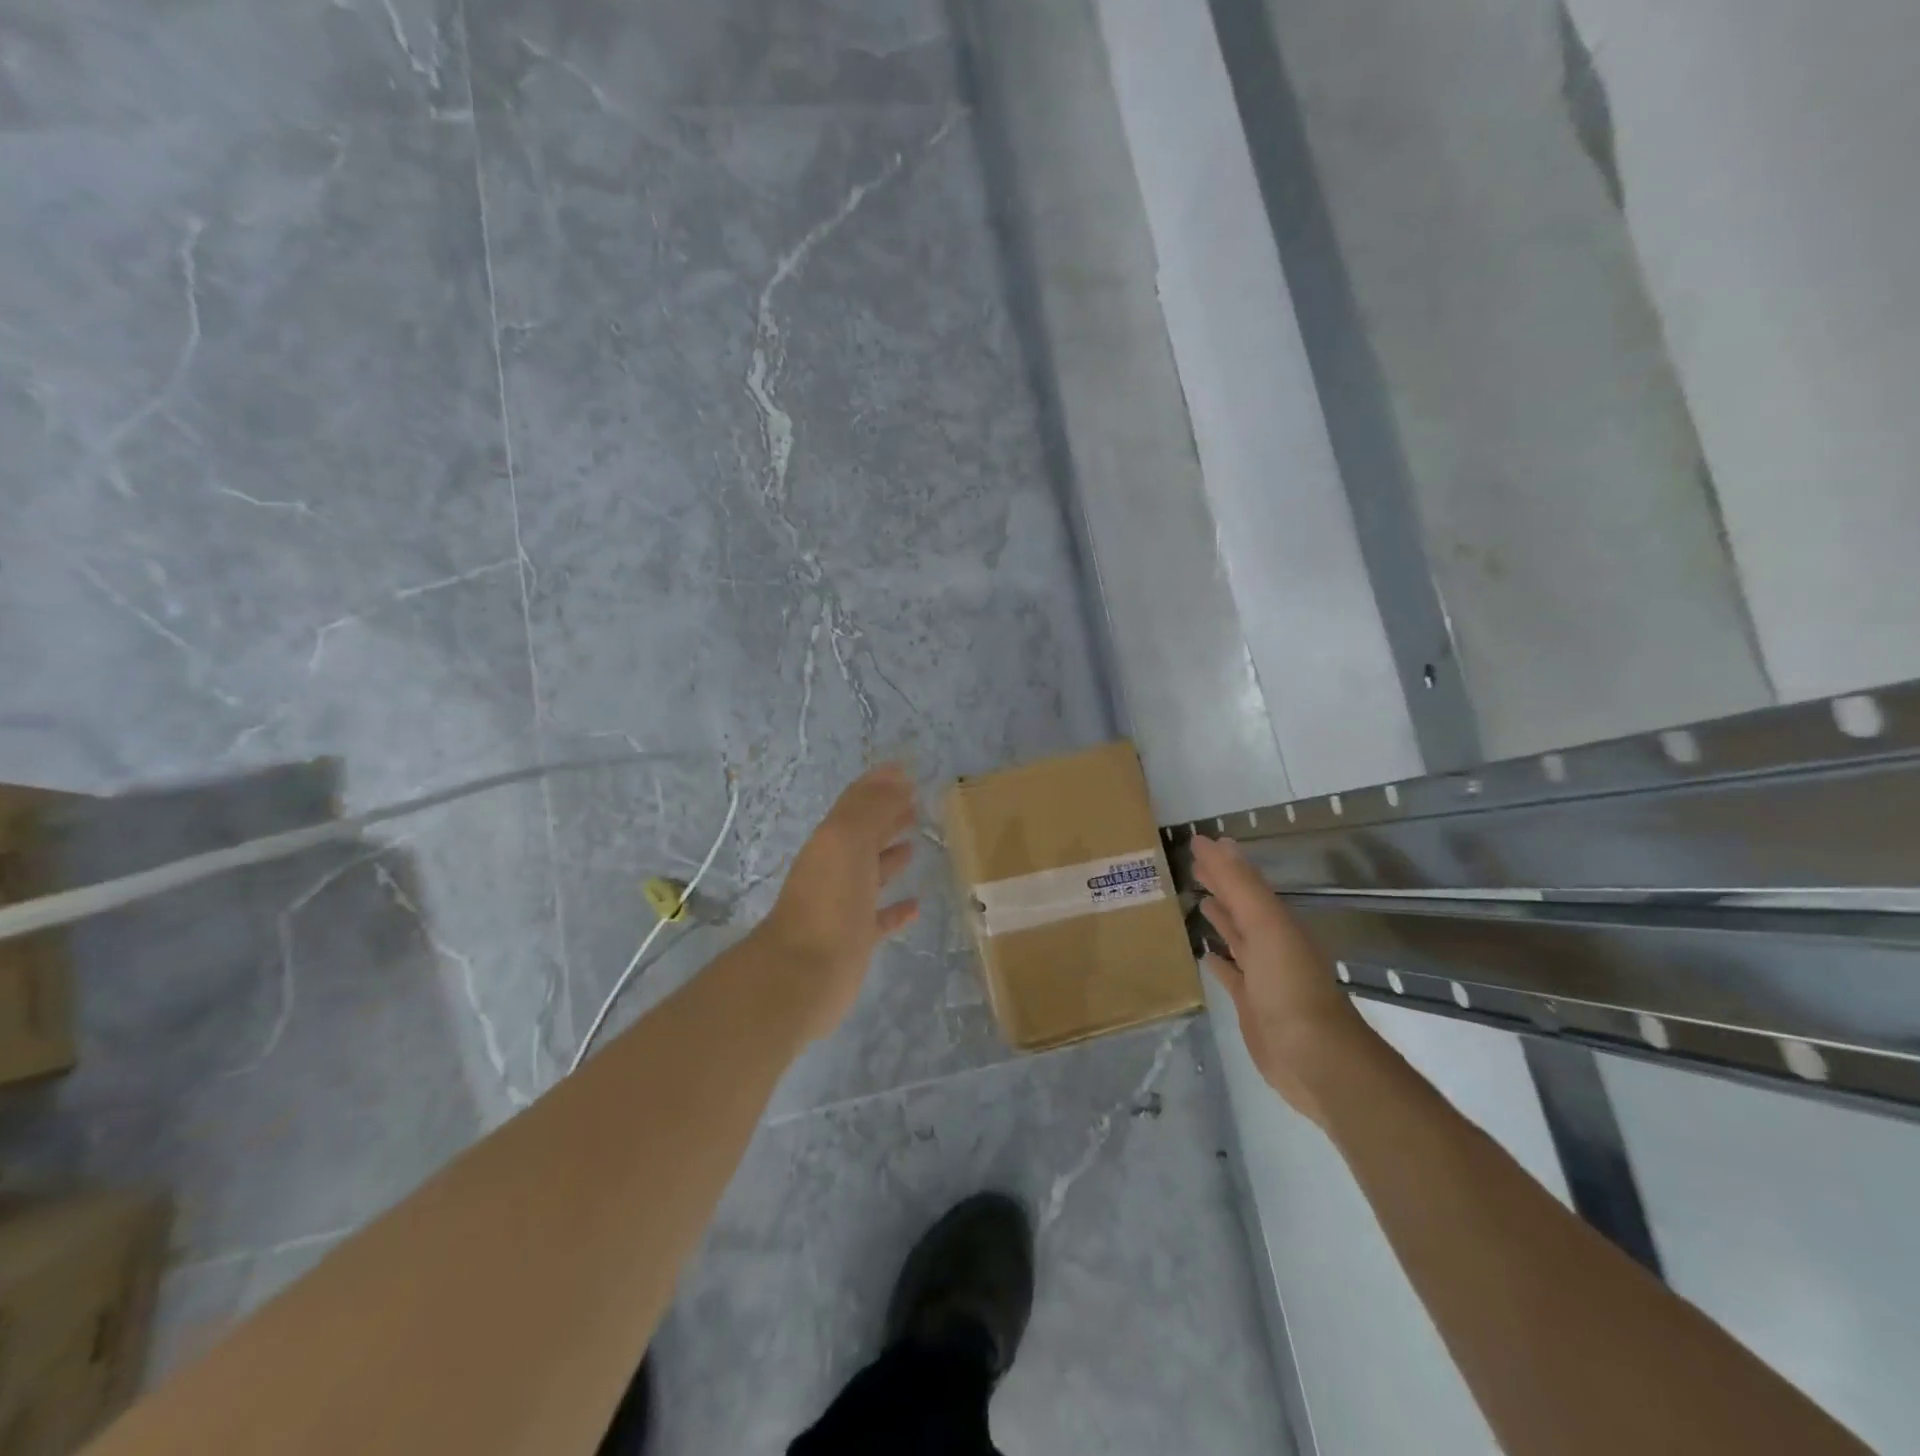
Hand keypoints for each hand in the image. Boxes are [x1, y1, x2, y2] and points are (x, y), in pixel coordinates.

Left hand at [755, 763, 921, 1041]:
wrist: (804, 973)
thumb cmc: (829, 900)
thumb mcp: (847, 840)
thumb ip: (871, 808)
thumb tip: (897, 777)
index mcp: (831, 841)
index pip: (857, 804)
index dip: (879, 785)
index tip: (907, 772)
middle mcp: (835, 869)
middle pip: (864, 835)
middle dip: (888, 816)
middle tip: (917, 803)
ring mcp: (845, 905)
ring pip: (871, 873)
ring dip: (891, 856)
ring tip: (916, 843)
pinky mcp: (856, 939)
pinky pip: (880, 918)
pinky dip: (897, 909)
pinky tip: (916, 904)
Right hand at [1189, 833, 1371, 1124]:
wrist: (1313, 1057)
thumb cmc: (1289, 986)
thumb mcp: (1266, 926)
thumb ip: (1239, 885)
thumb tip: (1213, 842)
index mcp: (1276, 922)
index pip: (1245, 883)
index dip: (1222, 862)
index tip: (1197, 841)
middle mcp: (1271, 943)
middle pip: (1241, 906)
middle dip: (1220, 885)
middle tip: (1192, 866)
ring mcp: (1261, 975)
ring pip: (1236, 937)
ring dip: (1219, 918)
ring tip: (1196, 900)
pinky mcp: (1250, 1003)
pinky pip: (1230, 973)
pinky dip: (1217, 960)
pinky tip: (1203, 952)